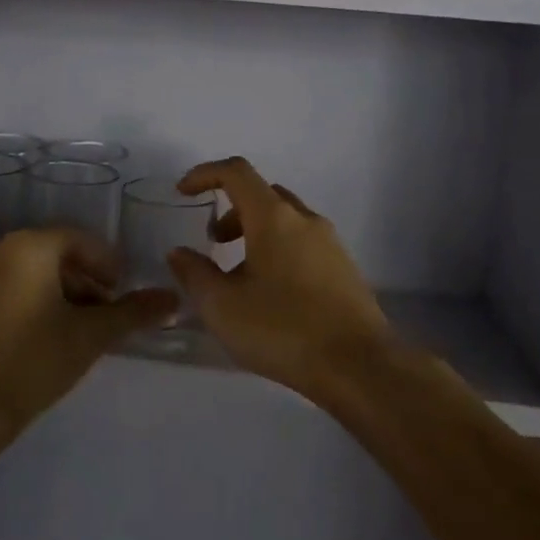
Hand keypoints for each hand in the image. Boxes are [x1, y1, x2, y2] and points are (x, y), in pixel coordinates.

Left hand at [0, 227, 177, 438]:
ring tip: (62, 329)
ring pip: (17, 273)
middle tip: (96, 314)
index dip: (105, 263)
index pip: (79, 240)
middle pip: (48, 255)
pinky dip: (13, 304)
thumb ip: (133, 312)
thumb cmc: (33, 362)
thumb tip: (172, 298)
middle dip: (77, 280)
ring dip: (46, 292)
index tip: (119, 292)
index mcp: (29, 246)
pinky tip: (22, 339)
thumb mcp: (90, 336)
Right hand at [167, 157, 394, 396]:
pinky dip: (278, 250)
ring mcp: (330, 243)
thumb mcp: (222, 307)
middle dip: (232, 209)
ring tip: (239, 274)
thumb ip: (194, 274)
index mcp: (273, 217)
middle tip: (214, 242)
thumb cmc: (283, 329)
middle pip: (262, 194)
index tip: (184, 192)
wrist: (359, 366)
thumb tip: (179, 253)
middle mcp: (305, 220)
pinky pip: (303, 243)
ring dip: (255, 232)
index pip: (236, 172)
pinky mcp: (345, 269)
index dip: (205, 174)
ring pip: (285, 220)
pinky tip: (271, 293)